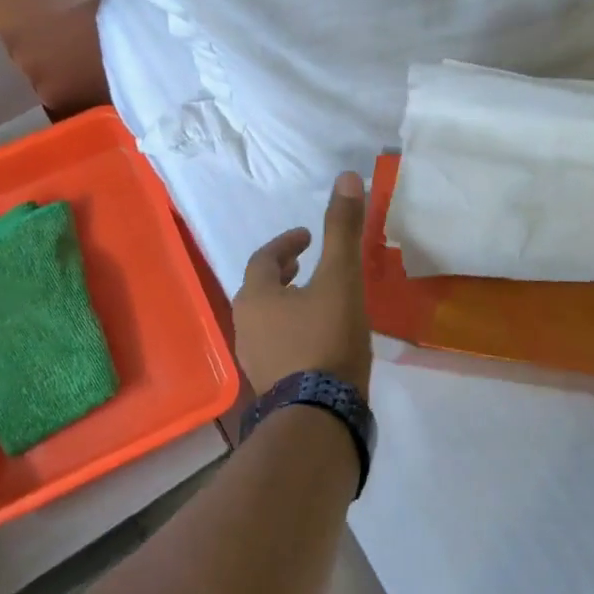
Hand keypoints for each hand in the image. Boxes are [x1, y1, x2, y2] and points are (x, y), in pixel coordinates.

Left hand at [233, 172, 374, 391]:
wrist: (319, 416)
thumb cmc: (326, 339)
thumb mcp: (340, 278)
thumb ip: (342, 229)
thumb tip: (347, 177)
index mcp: (256, 296)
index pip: (264, 258)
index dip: (286, 244)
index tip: (308, 238)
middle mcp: (245, 324)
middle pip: (260, 289)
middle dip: (282, 273)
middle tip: (307, 264)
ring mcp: (254, 358)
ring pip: (267, 318)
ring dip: (287, 302)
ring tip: (316, 299)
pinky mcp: (270, 384)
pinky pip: (276, 344)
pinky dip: (293, 329)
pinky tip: (319, 339)